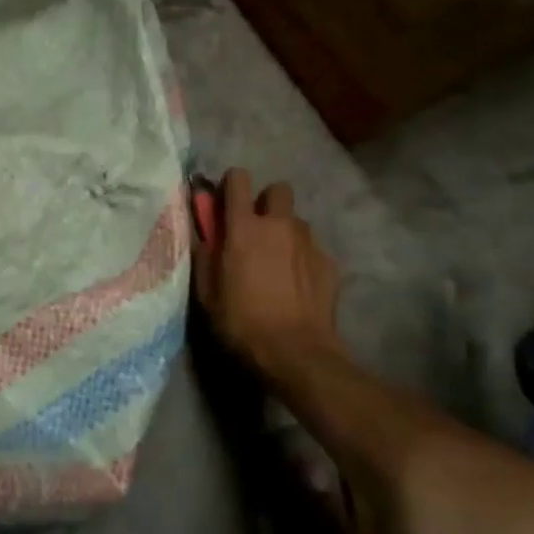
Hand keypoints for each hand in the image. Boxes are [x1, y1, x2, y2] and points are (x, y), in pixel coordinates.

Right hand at [199, 169, 343, 380]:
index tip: (226, 204)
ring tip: (279, 262)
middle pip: (277, 190)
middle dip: (267, 203)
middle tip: (257, 230)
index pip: (239, 179)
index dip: (231, 185)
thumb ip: (205, 254)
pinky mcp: (329, 263)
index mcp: (244, 226)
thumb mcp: (207, 292)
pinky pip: (313, 248)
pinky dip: (303, 258)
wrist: (297, 354)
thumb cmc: (242, 322)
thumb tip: (204, 232)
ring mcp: (308, 242)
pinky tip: (298, 285)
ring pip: (297, 221)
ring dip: (286, 232)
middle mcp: (279, 224)